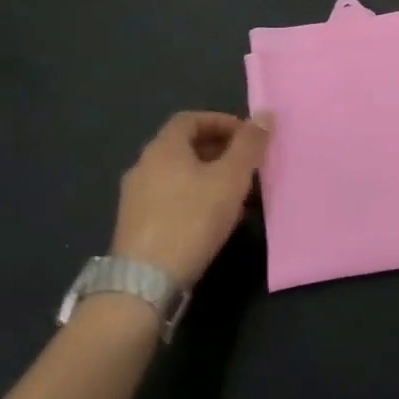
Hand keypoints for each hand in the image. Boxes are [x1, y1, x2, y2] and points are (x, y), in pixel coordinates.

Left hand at [111, 111, 270, 287]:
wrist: (144, 284)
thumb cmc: (192, 220)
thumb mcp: (231, 178)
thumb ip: (249, 145)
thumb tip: (265, 114)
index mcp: (163, 148)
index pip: (191, 119)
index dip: (221, 122)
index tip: (247, 136)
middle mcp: (143, 165)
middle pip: (183, 145)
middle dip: (217, 149)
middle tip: (245, 164)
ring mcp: (134, 197)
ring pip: (177, 174)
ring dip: (206, 175)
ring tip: (234, 193)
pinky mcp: (134, 225)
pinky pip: (168, 198)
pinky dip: (192, 197)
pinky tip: (211, 220)